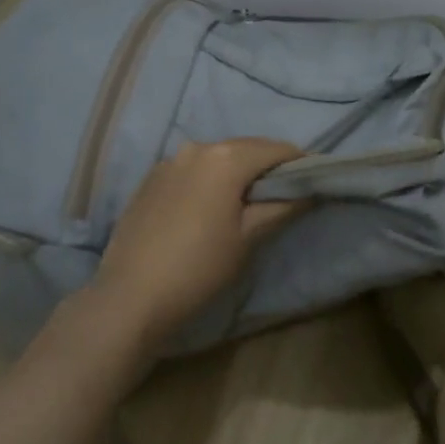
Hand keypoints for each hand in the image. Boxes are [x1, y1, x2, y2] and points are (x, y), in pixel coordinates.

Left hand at [92, 138, 306, 349]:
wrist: (131, 295)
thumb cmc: (199, 267)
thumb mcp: (249, 238)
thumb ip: (282, 206)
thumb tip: (308, 190)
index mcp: (225, 158)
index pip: (277, 149)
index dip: (300, 163)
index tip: (314, 181)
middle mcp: (196, 147)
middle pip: (246, 148)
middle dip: (269, 165)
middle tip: (286, 192)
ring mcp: (169, 161)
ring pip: (218, 157)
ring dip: (239, 171)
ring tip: (249, 201)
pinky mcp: (151, 179)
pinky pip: (193, 169)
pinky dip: (211, 179)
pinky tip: (212, 207)